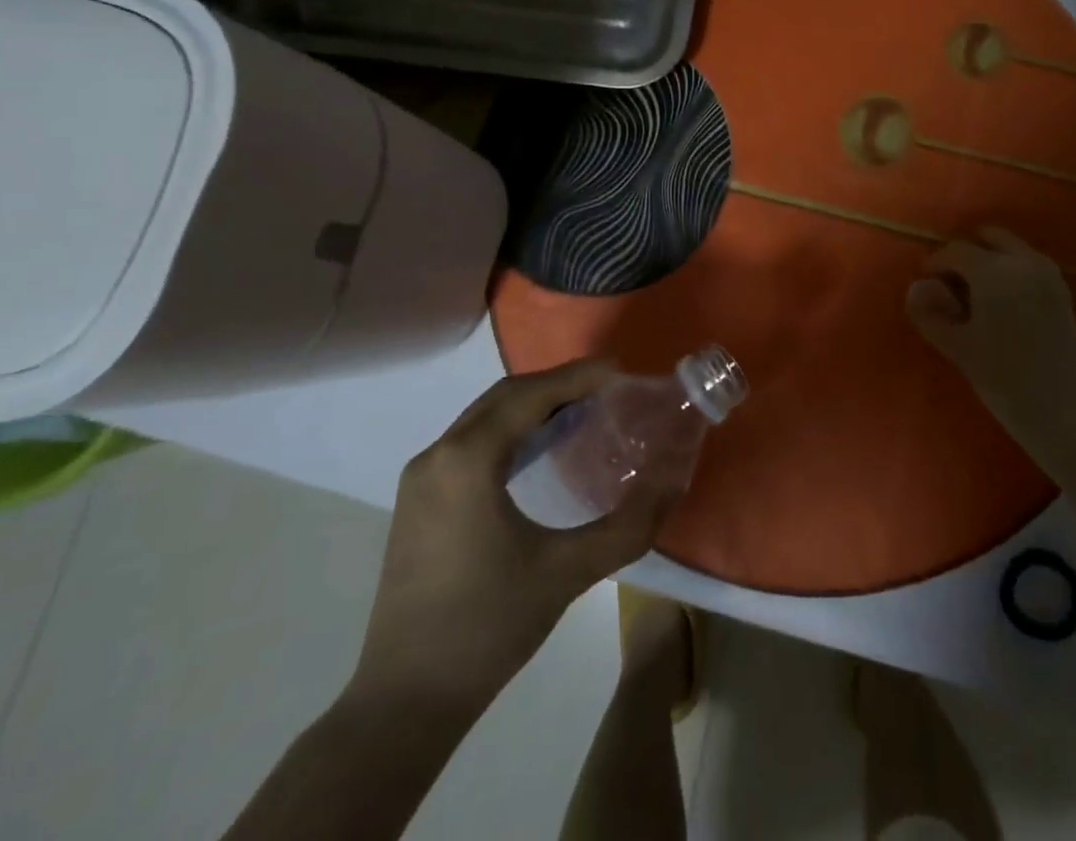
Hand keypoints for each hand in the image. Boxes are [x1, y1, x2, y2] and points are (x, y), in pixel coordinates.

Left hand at [349, 360, 672, 711]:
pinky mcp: (418, 502)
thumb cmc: (487, 628)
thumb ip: (627, 526)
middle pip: (506, 397)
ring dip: (533, 406)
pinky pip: (471, 442)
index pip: (531, 395)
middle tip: (607, 389)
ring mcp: (422, 478)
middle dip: (558, 384)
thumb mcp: (567, 573)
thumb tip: (672, 484)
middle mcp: (438, 454)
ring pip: (485, 417)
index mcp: (468, 459)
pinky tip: (541, 450)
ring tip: (583, 411)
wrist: (404, 703)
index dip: (579, 376)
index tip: (621, 371)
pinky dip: (510, 430)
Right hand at [906, 227, 1075, 468]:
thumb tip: (916, 287)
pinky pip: (1029, 265)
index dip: (935, 263)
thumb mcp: (958, 348)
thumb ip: (930, 313)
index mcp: (995, 271)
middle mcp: (1025, 262)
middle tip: (951, 285)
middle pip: (988, 237)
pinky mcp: (1063, 293)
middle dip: (967, 253)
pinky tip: (1002, 305)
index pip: (955, 251)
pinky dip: (1011, 270)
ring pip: (1011, 249)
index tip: (926, 286)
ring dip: (990, 260)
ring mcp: (1049, 275)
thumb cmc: (1005, 381)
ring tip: (976, 297)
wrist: (1067, 414)